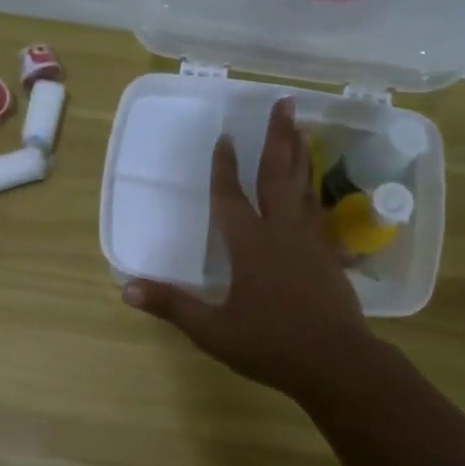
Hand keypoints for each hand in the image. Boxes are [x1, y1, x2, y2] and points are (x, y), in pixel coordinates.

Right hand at [123, 97, 371, 400]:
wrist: (337, 363)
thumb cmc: (271, 345)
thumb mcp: (213, 330)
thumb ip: (172, 306)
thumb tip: (126, 288)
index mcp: (251, 246)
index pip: (232, 198)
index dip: (224, 168)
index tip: (224, 137)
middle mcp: (282, 234)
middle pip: (279, 176)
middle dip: (278, 137)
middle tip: (284, 101)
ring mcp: (310, 243)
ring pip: (303, 188)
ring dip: (300, 155)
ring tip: (300, 128)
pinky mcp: (329, 257)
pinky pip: (318, 213)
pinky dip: (314, 193)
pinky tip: (314, 191)